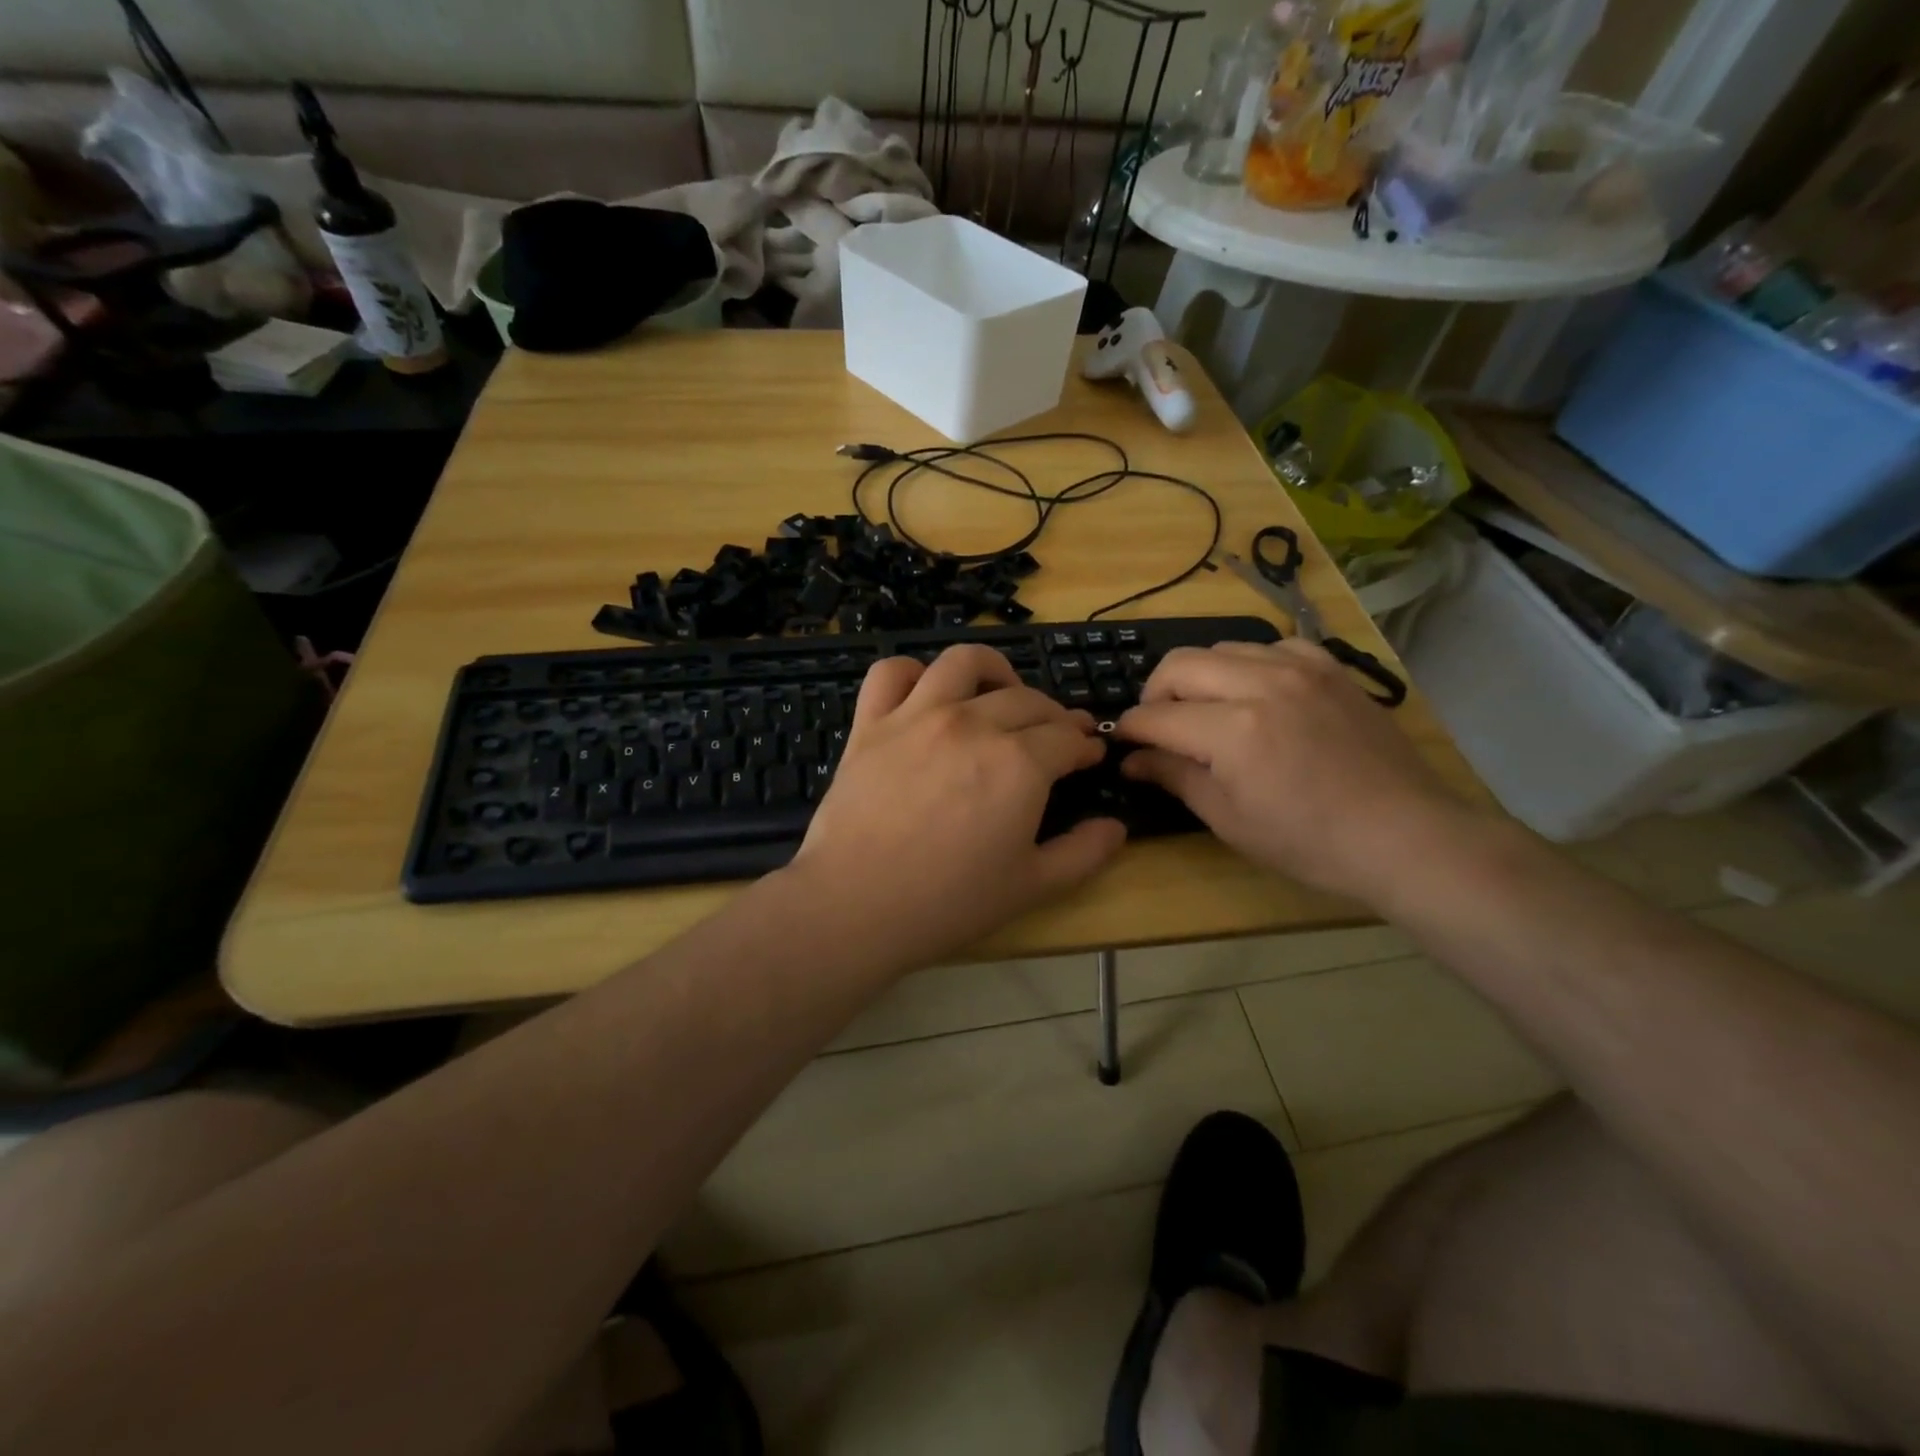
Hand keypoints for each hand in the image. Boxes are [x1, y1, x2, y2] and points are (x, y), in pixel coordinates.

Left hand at [785, 645, 1126, 969]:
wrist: (856, 906)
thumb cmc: (949, 902)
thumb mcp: (1032, 886)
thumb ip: (1083, 853)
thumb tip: (1116, 828)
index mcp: (1019, 763)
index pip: (1066, 738)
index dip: (1085, 745)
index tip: (1090, 755)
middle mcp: (973, 724)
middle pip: (1027, 700)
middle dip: (1055, 715)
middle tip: (1059, 735)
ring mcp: (917, 716)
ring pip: (964, 662)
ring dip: (994, 671)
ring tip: (1001, 693)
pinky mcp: (872, 723)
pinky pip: (892, 674)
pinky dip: (913, 673)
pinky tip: (927, 692)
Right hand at [1116, 640, 1472, 904]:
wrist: (1404, 835)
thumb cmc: (1309, 842)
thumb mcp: (1229, 819)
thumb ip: (1175, 777)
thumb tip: (1132, 759)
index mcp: (1232, 730)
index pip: (1156, 716)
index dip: (1129, 729)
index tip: (1121, 742)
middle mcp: (1261, 684)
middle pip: (1179, 665)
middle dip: (1154, 694)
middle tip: (1158, 726)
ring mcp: (1301, 669)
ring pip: (1222, 648)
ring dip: (1199, 676)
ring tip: (1205, 709)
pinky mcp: (1330, 668)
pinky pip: (1272, 646)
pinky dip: (1249, 665)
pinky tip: (1257, 693)